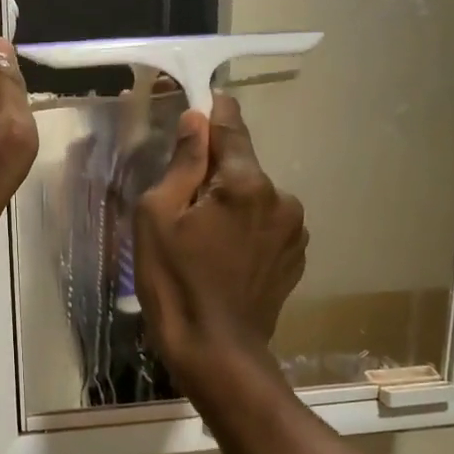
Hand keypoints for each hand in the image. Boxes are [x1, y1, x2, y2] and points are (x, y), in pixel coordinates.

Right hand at [132, 94, 306, 389]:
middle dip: (214, 173)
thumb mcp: (158, 217)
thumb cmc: (174, 282)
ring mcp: (294, 230)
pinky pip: (267, 225)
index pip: (230, 126)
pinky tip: (225, 257)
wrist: (216, 350)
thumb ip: (182, 163)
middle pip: (242, 165)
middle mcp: (280, 197)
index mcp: (245, 183)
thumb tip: (197, 120)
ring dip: (233, 203)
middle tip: (183, 201)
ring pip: (256, 197)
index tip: (199, 103)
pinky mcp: (295, 256)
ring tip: (205, 238)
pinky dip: (247, 228)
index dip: (212, 113)